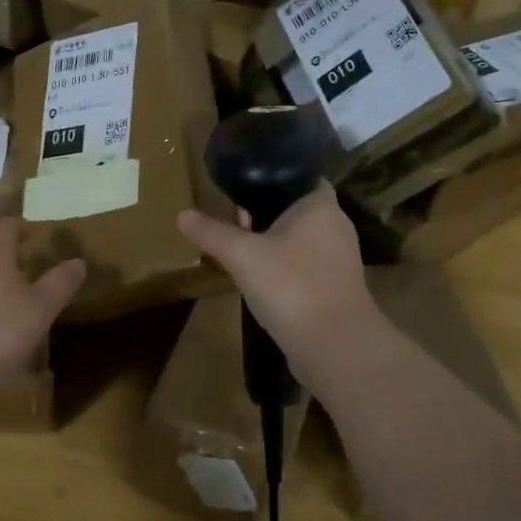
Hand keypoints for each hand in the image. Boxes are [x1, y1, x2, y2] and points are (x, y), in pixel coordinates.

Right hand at [176, 183, 372, 358]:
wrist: (334, 346)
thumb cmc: (291, 285)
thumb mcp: (242, 255)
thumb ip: (212, 232)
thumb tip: (181, 214)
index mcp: (320, 205)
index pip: (299, 175)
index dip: (270, 177)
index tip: (241, 184)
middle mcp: (336, 226)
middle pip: (295, 208)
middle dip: (264, 212)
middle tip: (232, 218)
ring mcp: (339, 259)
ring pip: (300, 239)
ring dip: (272, 242)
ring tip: (240, 248)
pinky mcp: (335, 288)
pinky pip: (304, 265)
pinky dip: (283, 267)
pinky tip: (260, 279)